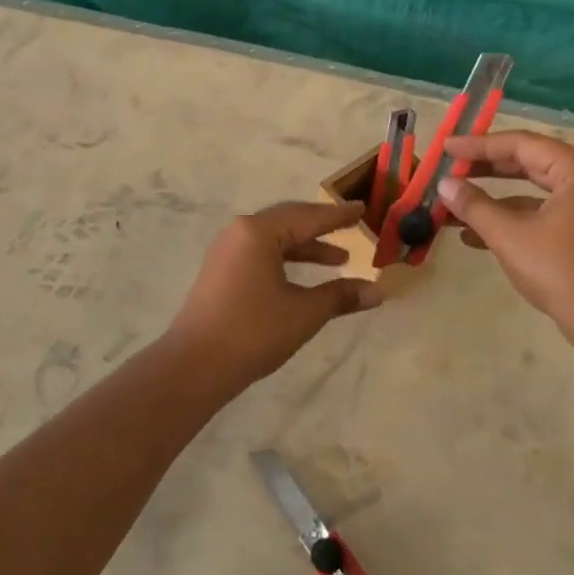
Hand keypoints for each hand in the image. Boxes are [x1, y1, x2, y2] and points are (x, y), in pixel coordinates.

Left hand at [166, 201, 383, 388]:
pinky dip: (286, 260)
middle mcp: (239, 233)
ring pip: (274, 240)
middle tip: (351, 229)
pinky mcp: (220, 272)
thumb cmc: (253, 332)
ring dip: (305, 248)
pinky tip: (303, 278)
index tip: (361, 208)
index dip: (338, 215)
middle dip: (322, 228)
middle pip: (289, 222)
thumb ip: (341, 296)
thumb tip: (378, 292)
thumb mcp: (304, 313)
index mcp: (258, 232)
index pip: (308, 217)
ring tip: (338, 261)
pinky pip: (260, 254)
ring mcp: (226, 252)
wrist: (195, 366)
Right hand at [436, 132, 573, 346]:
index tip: (446, 148)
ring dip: (492, 199)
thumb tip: (444, 185)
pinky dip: (510, 219)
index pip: (520, 144)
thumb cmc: (560, 270)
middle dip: (485, 169)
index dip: (479, 145)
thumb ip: (474, 205)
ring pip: (530, 190)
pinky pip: (539, 213)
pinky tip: (473, 236)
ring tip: (453, 204)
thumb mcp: (509, 236)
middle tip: (449, 169)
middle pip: (527, 162)